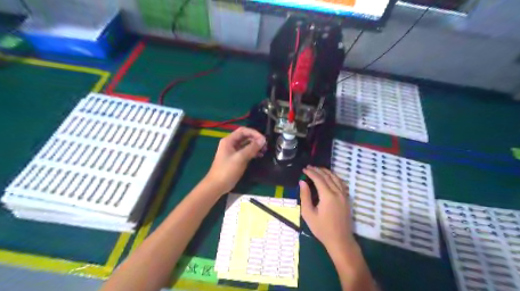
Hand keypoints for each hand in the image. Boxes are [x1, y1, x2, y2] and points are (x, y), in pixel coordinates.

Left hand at [206, 127, 265, 194]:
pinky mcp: (236, 159)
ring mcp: (233, 151)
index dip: (254, 133)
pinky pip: (246, 152)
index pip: (243, 130)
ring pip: (246, 144)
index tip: (263, 139)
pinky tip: (259, 155)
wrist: (217, 185)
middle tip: (265, 145)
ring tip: (264, 150)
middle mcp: (231, 144)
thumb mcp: (240, 158)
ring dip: (255, 146)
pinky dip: (252, 152)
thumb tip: (263, 140)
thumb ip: (252, 148)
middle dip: (255, 139)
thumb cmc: (227, 170)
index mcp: (229, 140)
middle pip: (245, 136)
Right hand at [299, 167, 355, 252]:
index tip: (304, 169)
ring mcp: (344, 195)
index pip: (319, 179)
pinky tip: (330, 177)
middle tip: (309, 167)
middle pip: (327, 176)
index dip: (311, 172)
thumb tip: (302, 182)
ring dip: (327, 172)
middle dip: (318, 170)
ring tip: (318, 169)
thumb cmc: (322, 229)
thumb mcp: (308, 214)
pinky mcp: (347, 199)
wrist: (340, 240)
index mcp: (328, 196)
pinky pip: (341, 183)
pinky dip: (334, 177)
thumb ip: (305, 196)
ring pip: (336, 178)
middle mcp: (337, 192)